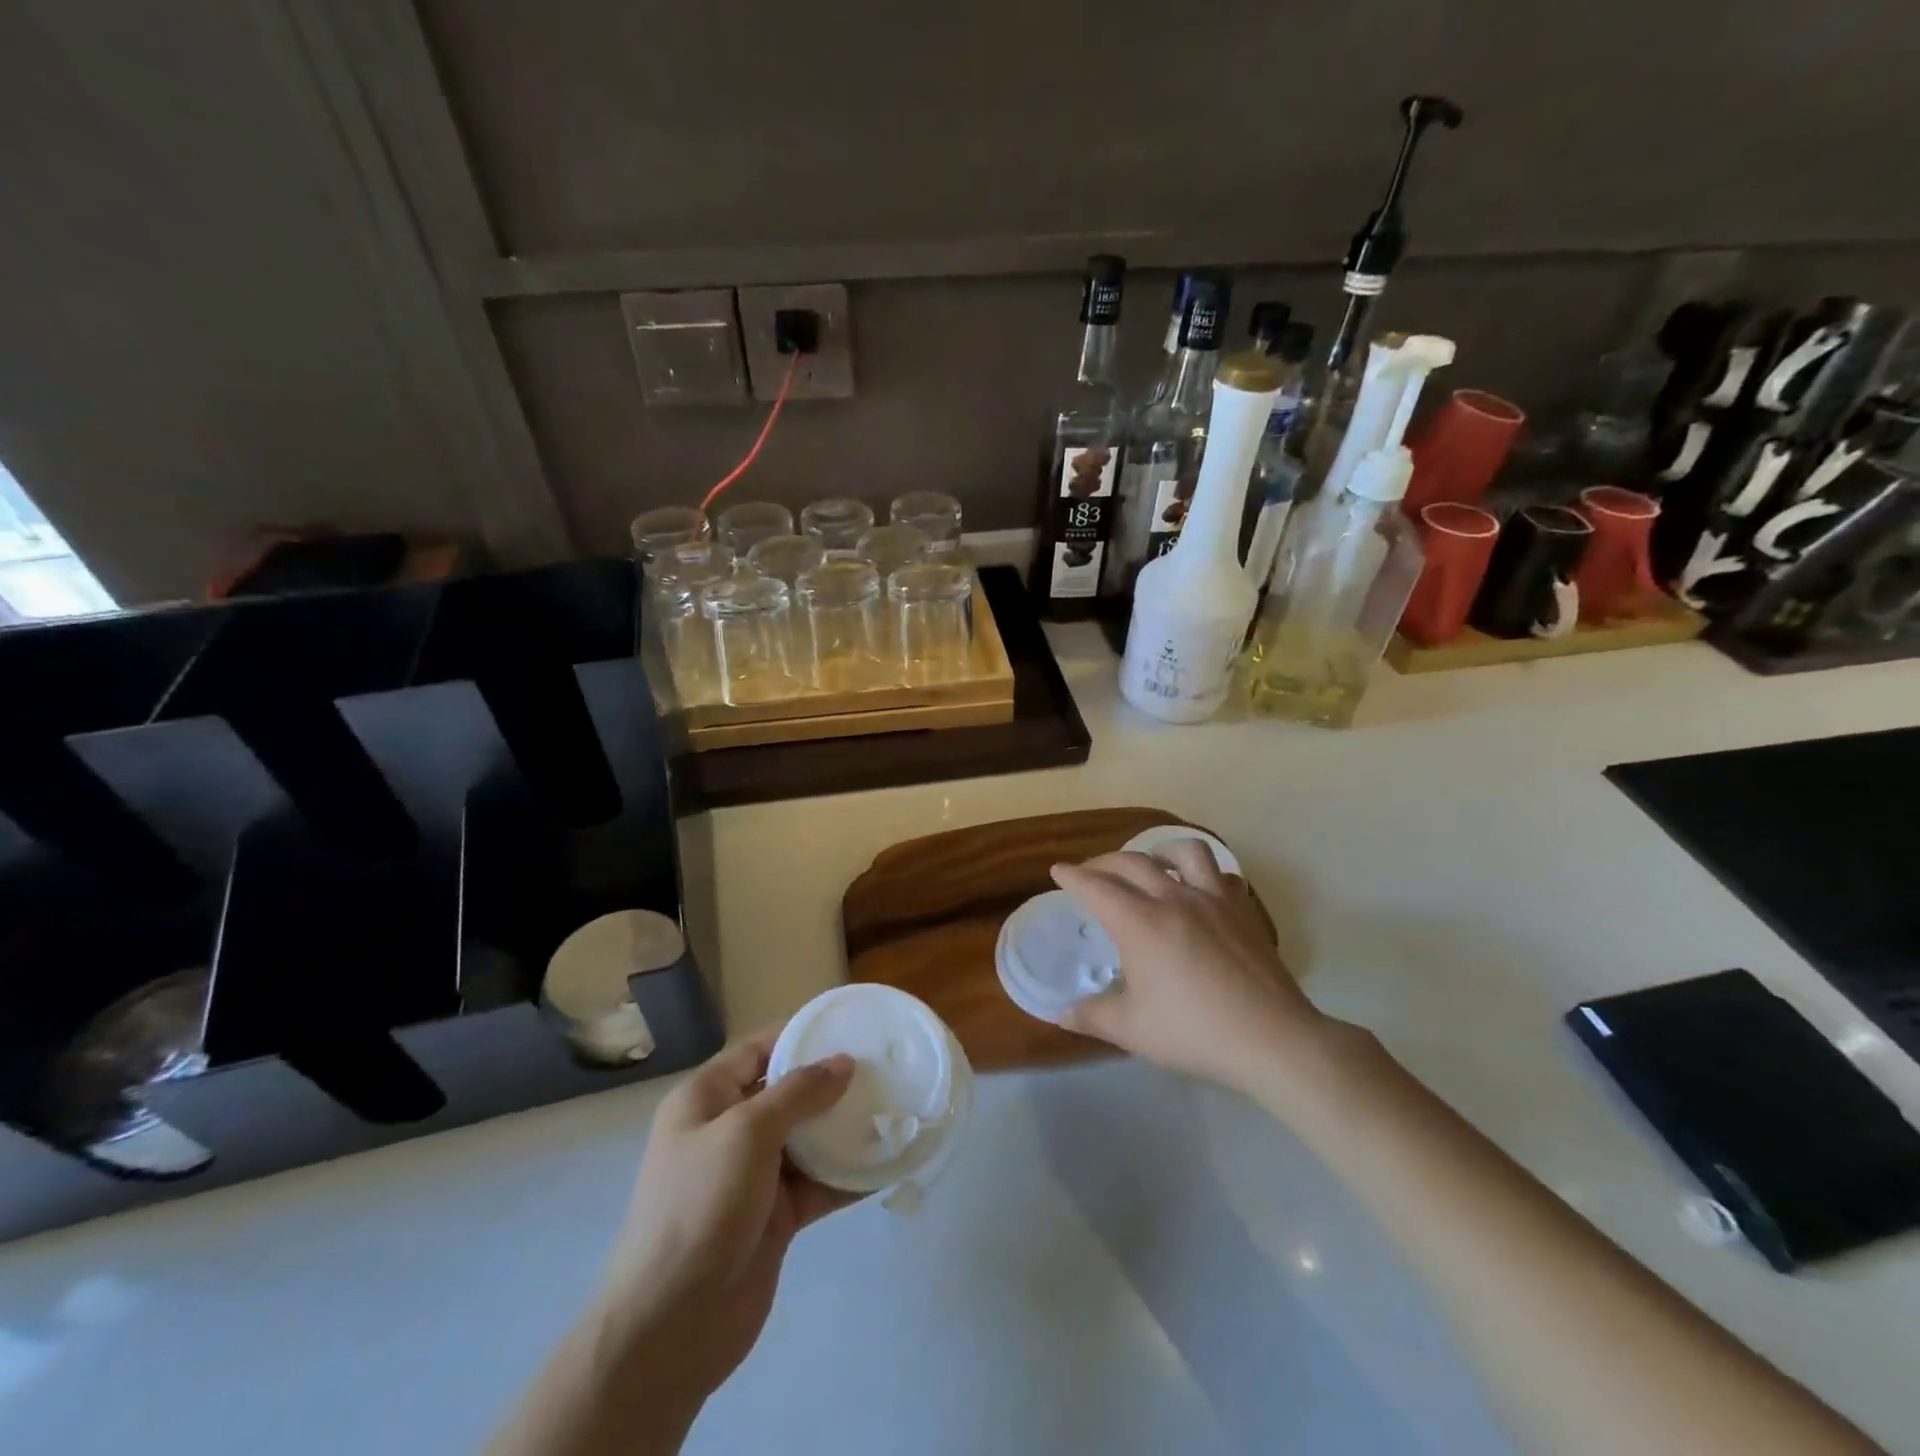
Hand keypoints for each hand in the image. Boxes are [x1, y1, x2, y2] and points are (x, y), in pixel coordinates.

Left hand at [603, 1029, 856, 1406]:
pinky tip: (886, 1161)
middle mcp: (728, 1131)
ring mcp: (752, 1176)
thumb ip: (798, 1093)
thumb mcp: (746, 1133)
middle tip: (882, 1067)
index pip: (757, 1050)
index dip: (800, 1035)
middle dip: (831, 1081)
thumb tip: (843, 1062)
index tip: (849, 1026)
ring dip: (845, 1128)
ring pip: (807, 1138)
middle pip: (787, 1092)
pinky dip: (848, 1174)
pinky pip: (818, 1183)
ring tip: (893, 1107)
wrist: (671, 1326)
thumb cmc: (700, 1206)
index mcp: (706, 1100)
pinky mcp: (775, 1216)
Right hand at [1052, 843, 1326, 1094]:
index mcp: (1140, 922)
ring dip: (1160, 851)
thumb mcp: (1132, 1029)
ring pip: (1185, 852)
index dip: (1073, 876)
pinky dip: (1205, 875)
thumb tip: (1060, 1014)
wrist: (1271, 1039)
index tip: (1058, 870)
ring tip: (1152, 864)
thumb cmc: (1193, 1032)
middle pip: (1132, 862)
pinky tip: (1201, 891)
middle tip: (1091, 872)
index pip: (1097, 887)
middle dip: (1104, 862)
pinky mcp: (1244, 911)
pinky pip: (1222, 876)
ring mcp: (1214, 900)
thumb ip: (1092, 1016)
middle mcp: (1174, 898)